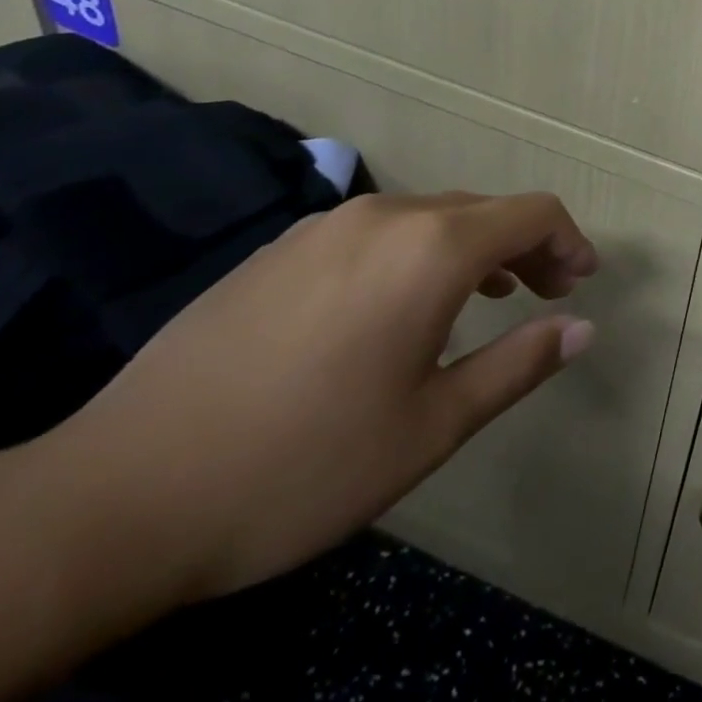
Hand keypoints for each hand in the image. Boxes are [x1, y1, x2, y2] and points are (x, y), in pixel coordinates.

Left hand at [41, 191, 597, 601]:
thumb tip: (582, 328)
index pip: (531, 214)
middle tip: (544, 296)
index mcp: (431, 249)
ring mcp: (326, 225)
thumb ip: (518, 365)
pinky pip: (377, 231)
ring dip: (473, 248)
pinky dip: (416, 252)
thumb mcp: (430, 428)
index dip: (569, 241)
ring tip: (484, 299)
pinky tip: (396, 307)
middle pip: (483, 209)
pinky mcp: (282, 246)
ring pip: (430, 216)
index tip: (581, 283)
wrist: (120, 492)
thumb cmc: (300, 465)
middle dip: (526, 246)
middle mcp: (386, 215)